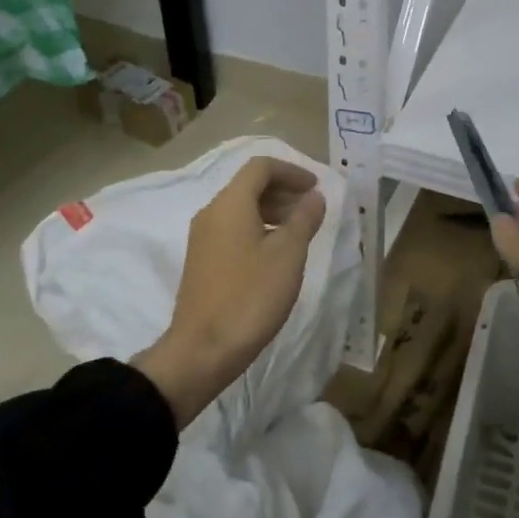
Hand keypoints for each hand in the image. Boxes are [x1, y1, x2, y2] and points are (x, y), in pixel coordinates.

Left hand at [132, 157, 326, 426]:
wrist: (203, 350)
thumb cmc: (250, 296)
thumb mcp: (288, 255)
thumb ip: (304, 219)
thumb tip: (314, 196)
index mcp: (230, 204)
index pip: (261, 167)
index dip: (292, 171)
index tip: (316, 188)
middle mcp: (211, 213)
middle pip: (249, 186)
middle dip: (283, 191)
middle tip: (312, 210)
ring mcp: (202, 238)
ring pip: (240, 209)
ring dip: (272, 211)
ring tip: (299, 233)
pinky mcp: (202, 261)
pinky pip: (232, 230)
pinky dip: (257, 229)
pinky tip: (276, 255)